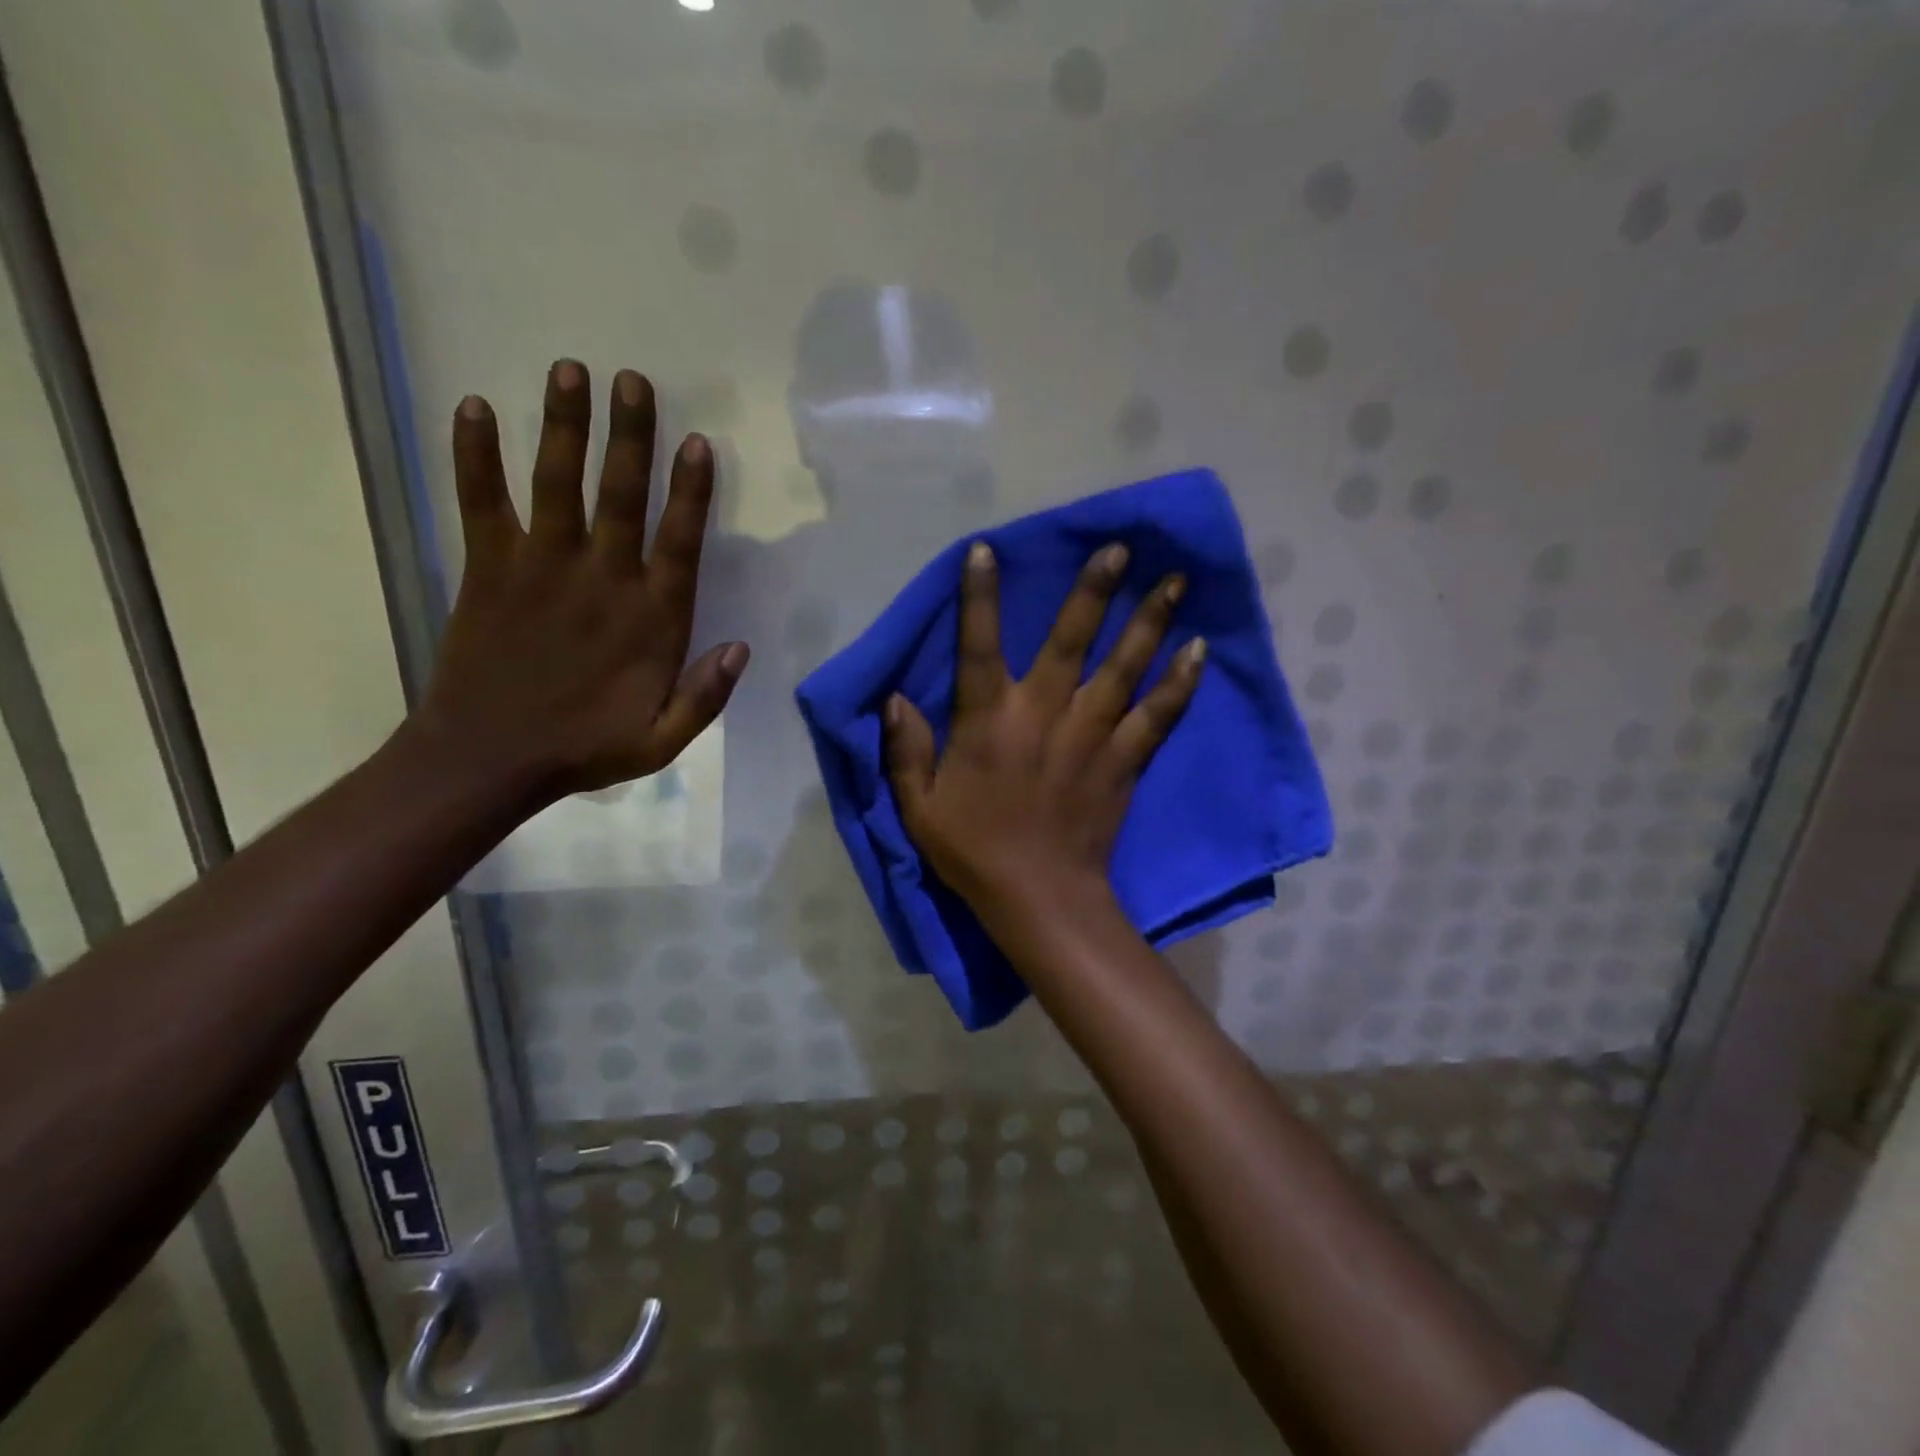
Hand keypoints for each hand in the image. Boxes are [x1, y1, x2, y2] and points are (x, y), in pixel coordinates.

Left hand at [416, 360, 747, 802]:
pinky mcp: (488, 568)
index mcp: (649, 620)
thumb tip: (742, 648)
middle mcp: (600, 580)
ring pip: (557, 484)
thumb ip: (705, 696)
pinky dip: (475, 456)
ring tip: (569, 370)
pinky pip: (481, 502)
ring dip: (563, 426)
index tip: (697, 442)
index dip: (690, 492)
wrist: (488, 758)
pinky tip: (473, 408)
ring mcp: (540, 568)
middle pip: (621, 496)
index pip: (678, 543)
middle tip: (632, 379)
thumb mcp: (662, 741)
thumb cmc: (584, 748)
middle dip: (629, 436)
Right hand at [885, 540, 1203, 924]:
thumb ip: (906, 750)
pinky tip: (1199, 650)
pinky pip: (1157, 716)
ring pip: (1124, 667)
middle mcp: (1044, 713)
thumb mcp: (918, 807)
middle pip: (1071, 640)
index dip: (980, 596)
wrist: (1040, 898)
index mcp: (989, 720)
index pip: (979, 645)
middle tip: (1122, 547)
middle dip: (1094, 590)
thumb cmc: (974, 850)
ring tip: (1175, 580)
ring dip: (1148, 621)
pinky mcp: (1124, 761)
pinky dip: (1179, 684)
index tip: (987, 549)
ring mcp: (1091, 735)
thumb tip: (894, 698)